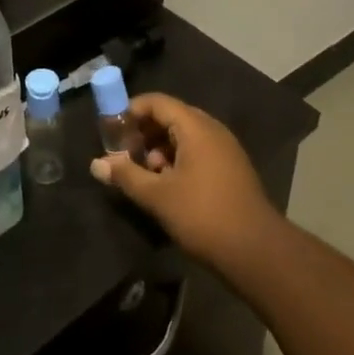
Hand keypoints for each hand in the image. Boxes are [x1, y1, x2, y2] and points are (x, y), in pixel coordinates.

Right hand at [91, 93, 284, 273]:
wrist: (257, 252)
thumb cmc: (203, 215)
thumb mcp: (158, 196)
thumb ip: (126, 176)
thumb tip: (96, 165)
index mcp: (195, 126)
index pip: (157, 102)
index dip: (131, 111)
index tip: (111, 129)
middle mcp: (212, 129)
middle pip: (171, 117)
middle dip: (144, 132)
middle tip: (124, 154)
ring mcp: (225, 149)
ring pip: (184, 136)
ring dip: (160, 149)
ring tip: (145, 174)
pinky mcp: (231, 169)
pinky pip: (198, 151)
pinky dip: (177, 160)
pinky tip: (168, 186)